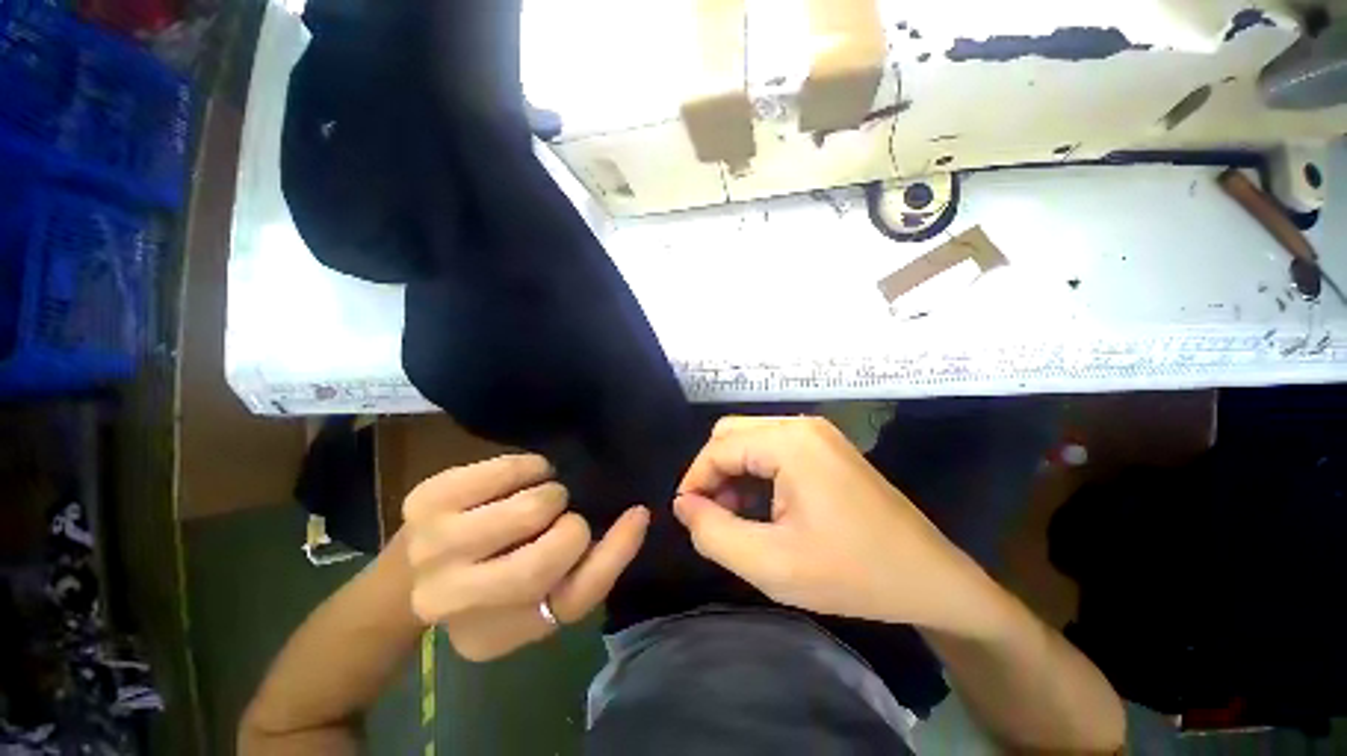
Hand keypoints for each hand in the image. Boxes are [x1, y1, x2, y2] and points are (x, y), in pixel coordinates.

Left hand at [403, 454, 648, 660]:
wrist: (407, 571)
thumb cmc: (488, 580)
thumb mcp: (541, 595)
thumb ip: (590, 565)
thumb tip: (634, 516)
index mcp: (494, 635)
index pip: (574, 599)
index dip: (615, 552)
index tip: (638, 514)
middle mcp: (455, 601)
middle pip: (549, 555)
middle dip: (569, 523)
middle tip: (559, 515)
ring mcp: (434, 547)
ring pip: (532, 506)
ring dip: (549, 493)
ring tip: (535, 498)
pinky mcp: (428, 499)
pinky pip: (509, 469)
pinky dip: (529, 467)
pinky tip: (519, 480)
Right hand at [674, 416, 991, 635]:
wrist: (931, 579)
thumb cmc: (853, 574)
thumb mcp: (771, 565)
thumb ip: (714, 533)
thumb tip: (683, 505)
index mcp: (789, 441)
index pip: (718, 448)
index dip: (695, 480)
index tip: (687, 517)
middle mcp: (801, 425)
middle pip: (732, 435)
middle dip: (713, 473)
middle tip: (712, 516)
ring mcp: (817, 434)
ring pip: (750, 440)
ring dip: (733, 474)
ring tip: (736, 517)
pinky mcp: (825, 447)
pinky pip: (773, 449)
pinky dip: (755, 473)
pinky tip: (761, 507)